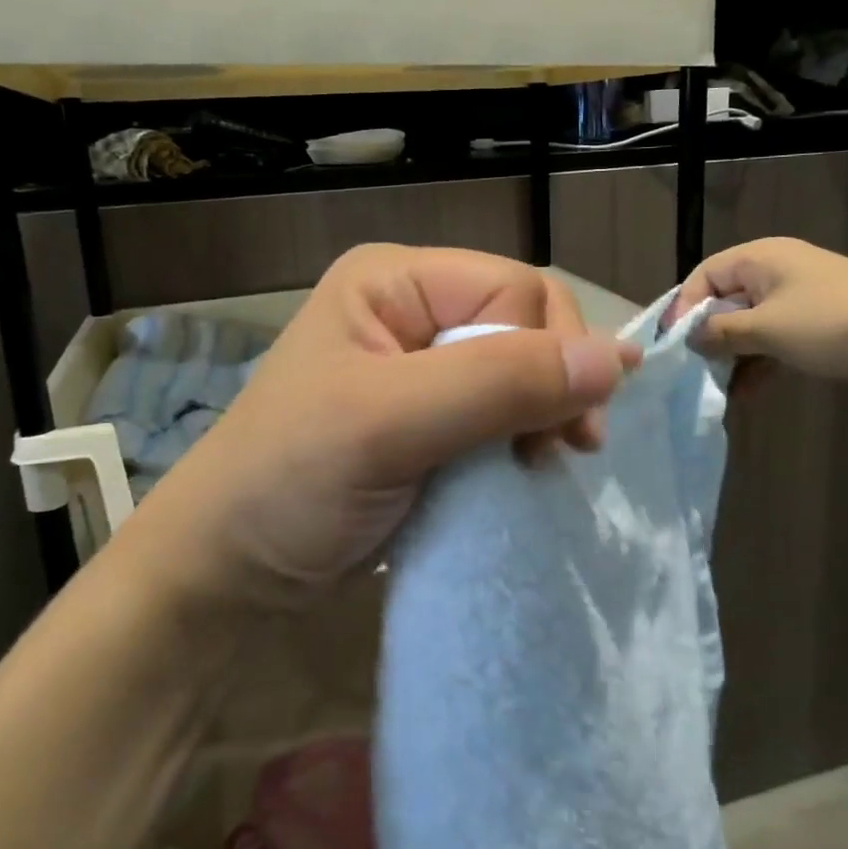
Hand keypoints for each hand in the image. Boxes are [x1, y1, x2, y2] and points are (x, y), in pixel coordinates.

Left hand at [145, 245, 640, 598]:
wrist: (230, 568)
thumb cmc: (292, 480)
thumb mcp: (389, 423)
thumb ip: (498, 383)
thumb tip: (617, 358)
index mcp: (394, 280)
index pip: (514, 289)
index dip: (548, 351)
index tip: (561, 431)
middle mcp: (412, 308)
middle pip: (524, 323)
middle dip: (553, 383)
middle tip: (562, 450)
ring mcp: (420, 363)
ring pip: (520, 368)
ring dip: (544, 413)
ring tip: (540, 463)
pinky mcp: (428, 415)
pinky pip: (501, 408)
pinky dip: (521, 437)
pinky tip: (524, 467)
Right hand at [667, 238, 847, 400]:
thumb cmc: (832, 323)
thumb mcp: (766, 328)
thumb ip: (720, 333)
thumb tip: (689, 339)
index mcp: (760, 258)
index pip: (704, 275)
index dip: (683, 307)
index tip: (671, 345)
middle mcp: (775, 273)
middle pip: (724, 302)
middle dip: (707, 337)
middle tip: (690, 371)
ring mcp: (798, 301)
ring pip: (749, 327)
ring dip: (732, 358)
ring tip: (715, 391)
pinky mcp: (816, 328)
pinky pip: (774, 343)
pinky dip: (759, 366)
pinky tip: (745, 396)